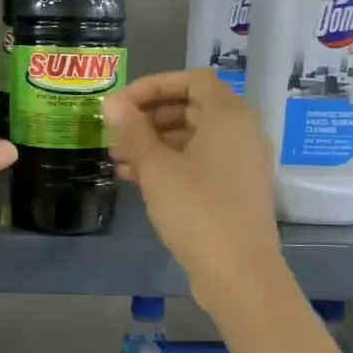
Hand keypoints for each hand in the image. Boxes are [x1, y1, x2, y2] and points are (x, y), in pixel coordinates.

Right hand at [105, 70, 282, 299]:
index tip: (121, 104)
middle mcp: (242, 131)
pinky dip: (171, 163)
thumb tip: (111, 102)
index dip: (153, 86)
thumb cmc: (196, 209)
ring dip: (155, 142)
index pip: (191, 80)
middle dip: (150, 116)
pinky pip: (200, 162)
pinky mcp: (236, 189)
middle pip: (192, 107)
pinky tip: (136, 179)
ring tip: (118, 158)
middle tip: (116, 132)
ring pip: (193, 137)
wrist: (239, 272)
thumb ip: (132, 130)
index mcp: (228, 115)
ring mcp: (241, 162)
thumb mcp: (156, 167)